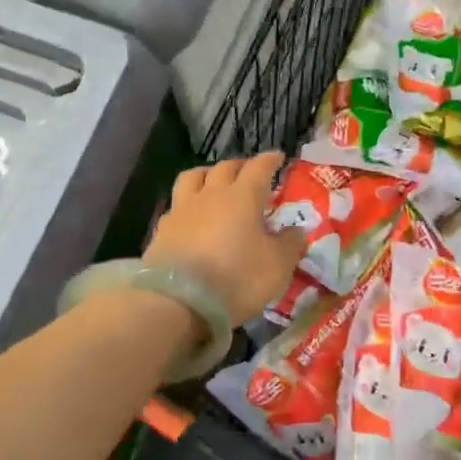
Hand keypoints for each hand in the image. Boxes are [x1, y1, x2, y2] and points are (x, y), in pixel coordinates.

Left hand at [145, 154, 306, 328]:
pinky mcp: (163, 229)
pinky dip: (188, 202)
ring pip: (193, 176)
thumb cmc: (237, 278)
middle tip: (250, 172)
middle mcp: (211, 194)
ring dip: (208, 174)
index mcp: (243, 196)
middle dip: (241, 165)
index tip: (278, 157)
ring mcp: (183, 209)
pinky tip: (192, 214)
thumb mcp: (278, 265)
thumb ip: (291, 244)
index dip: (270, 160)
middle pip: (225, 167)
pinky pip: (177, 204)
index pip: (259, 167)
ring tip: (214, 181)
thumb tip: (297, 230)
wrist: (178, 302)